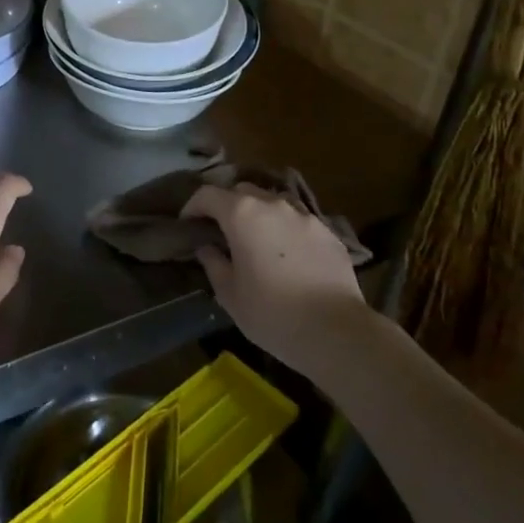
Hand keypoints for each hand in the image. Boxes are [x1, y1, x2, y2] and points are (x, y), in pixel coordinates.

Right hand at [182, 181, 370, 368]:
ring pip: (273, 203)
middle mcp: (273, 205)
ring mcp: (305, 216)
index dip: (192, 206)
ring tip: (257, 240)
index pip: (207, 194)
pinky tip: (288, 255)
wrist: (336, 331)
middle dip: (227, 206)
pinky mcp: (329, 233)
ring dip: (259, 215)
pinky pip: (299, 222)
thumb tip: (207, 247)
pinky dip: (286, 230)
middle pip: (242, 191)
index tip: (187, 224)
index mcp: (242, 214)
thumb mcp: (230, 294)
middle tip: (221, 231)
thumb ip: (213, 263)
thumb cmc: (272, 313)